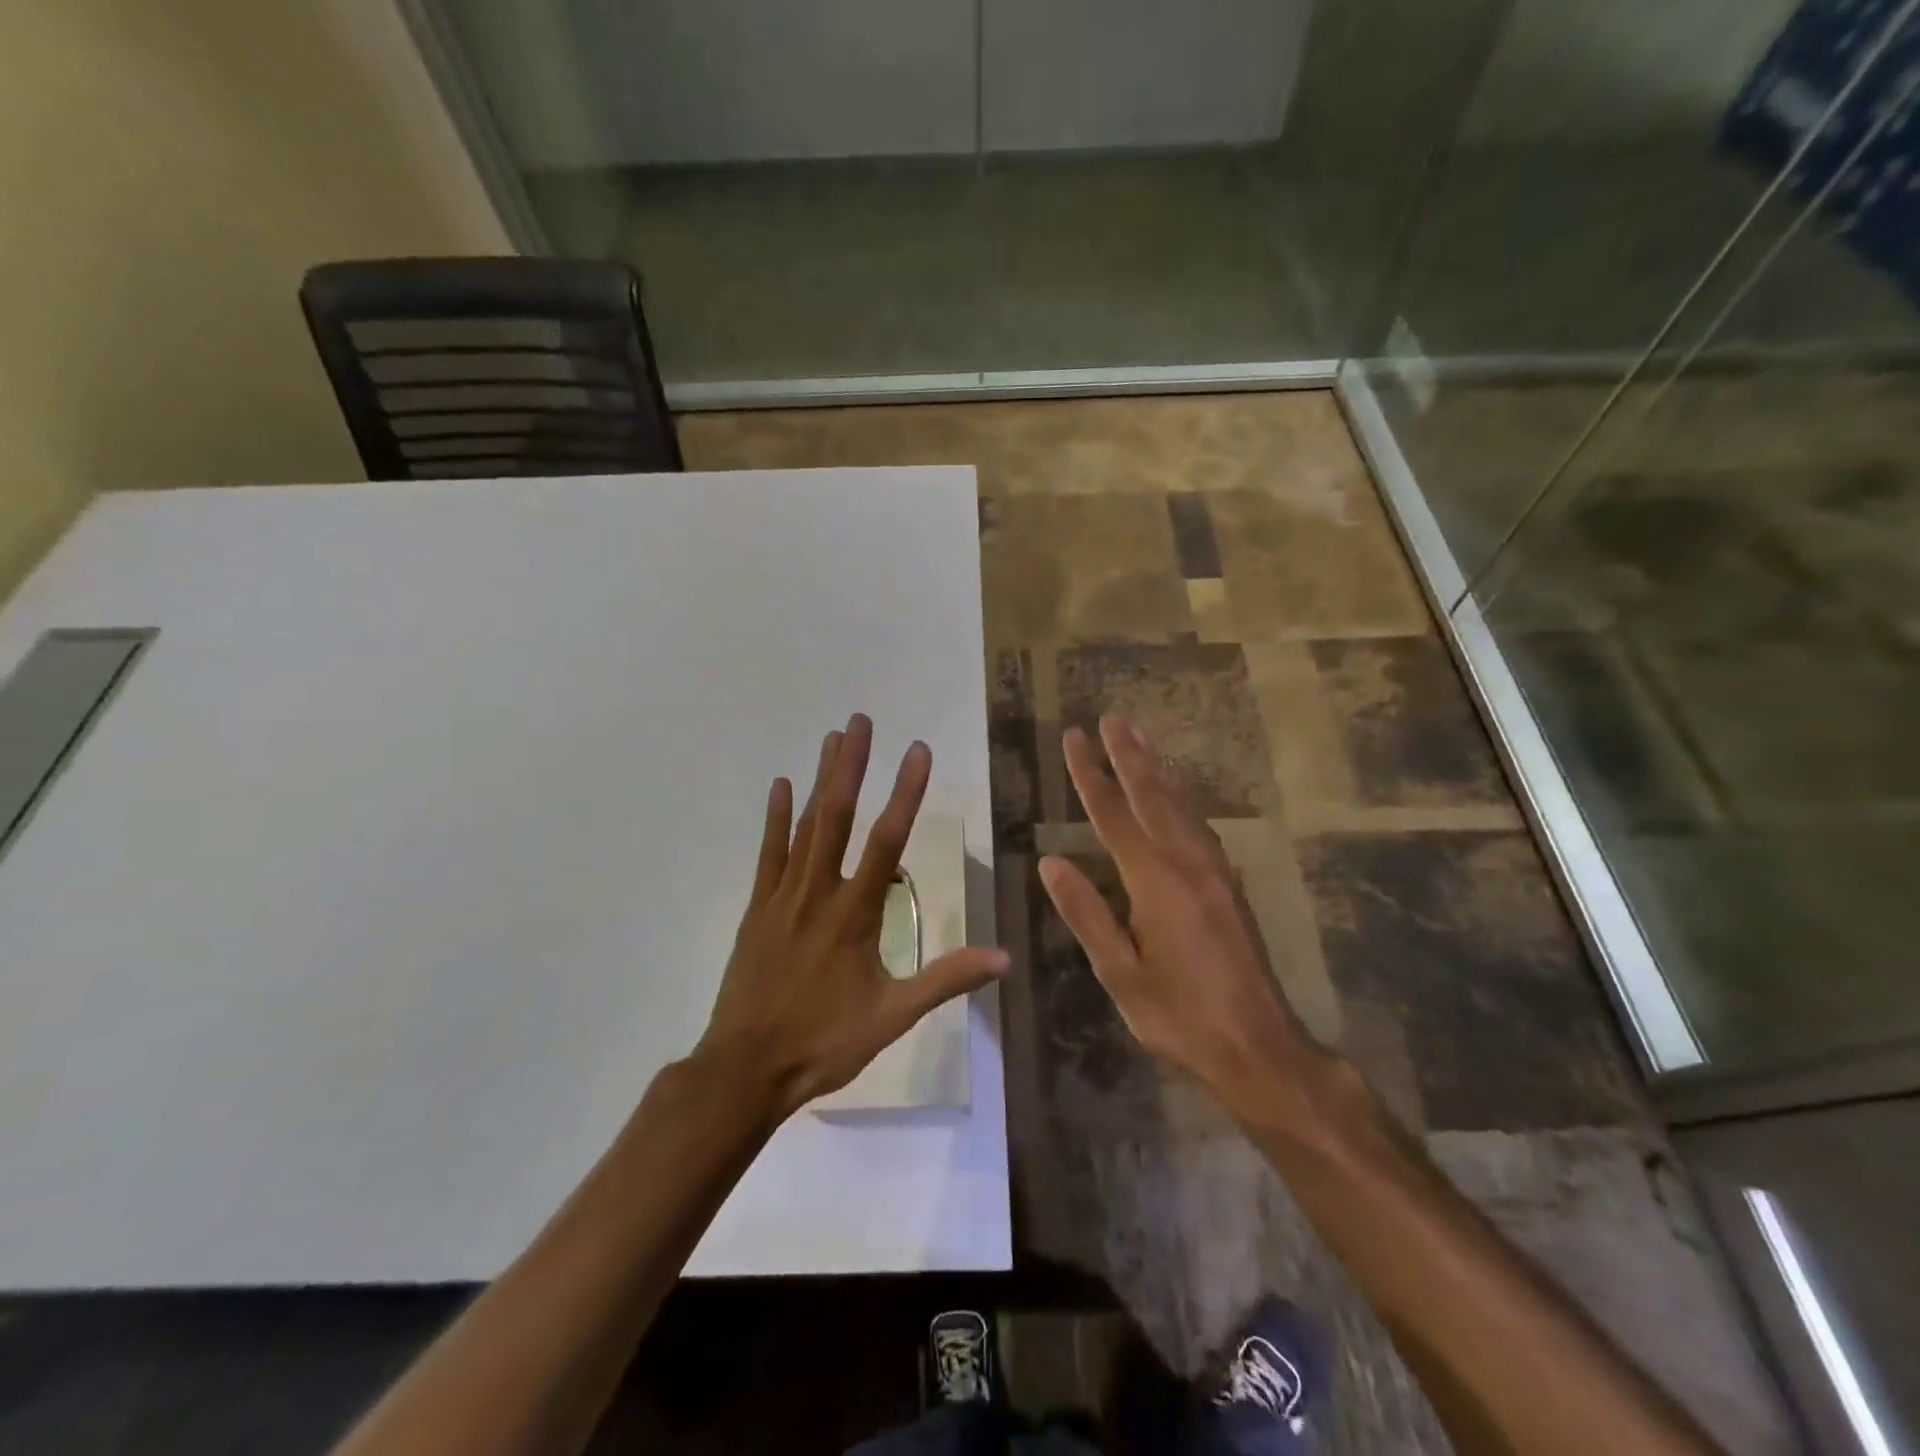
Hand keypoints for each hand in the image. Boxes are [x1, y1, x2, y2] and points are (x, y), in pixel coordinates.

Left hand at [695, 713, 1008, 1121]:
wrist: (746, 1070)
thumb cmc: (824, 1042)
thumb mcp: (893, 1017)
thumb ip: (946, 980)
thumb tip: (1004, 956)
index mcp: (854, 914)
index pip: (887, 841)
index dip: (905, 793)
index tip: (917, 751)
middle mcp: (817, 892)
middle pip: (838, 817)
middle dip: (852, 765)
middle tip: (862, 720)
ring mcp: (782, 897)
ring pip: (805, 826)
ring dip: (821, 780)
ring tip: (833, 737)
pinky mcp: (757, 909)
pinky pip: (768, 854)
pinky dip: (776, 818)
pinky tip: (781, 785)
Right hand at [1039, 716, 1332, 1107]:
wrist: (1260, 1046)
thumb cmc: (1180, 1015)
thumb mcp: (1120, 973)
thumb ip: (1087, 914)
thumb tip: (1052, 863)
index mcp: (1155, 881)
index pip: (1113, 814)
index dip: (1091, 774)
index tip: (1074, 738)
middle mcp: (1188, 863)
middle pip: (1153, 796)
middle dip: (1129, 755)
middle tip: (1111, 718)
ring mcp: (1214, 872)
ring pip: (1180, 806)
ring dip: (1156, 770)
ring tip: (1139, 740)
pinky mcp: (1229, 886)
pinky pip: (1197, 826)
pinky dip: (1178, 799)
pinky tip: (1174, 798)